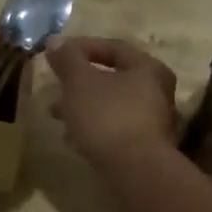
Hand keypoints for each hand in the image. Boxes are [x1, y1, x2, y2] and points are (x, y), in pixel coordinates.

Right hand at [44, 37, 179, 168]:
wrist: (135, 171)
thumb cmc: (108, 117)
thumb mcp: (80, 83)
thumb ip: (67, 60)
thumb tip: (55, 40)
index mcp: (147, 68)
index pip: (114, 47)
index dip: (82, 48)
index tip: (57, 54)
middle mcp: (157, 92)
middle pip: (113, 79)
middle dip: (79, 83)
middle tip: (55, 89)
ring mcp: (153, 122)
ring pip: (112, 105)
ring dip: (83, 107)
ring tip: (57, 116)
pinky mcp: (145, 148)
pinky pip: (115, 128)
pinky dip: (94, 127)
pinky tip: (73, 138)